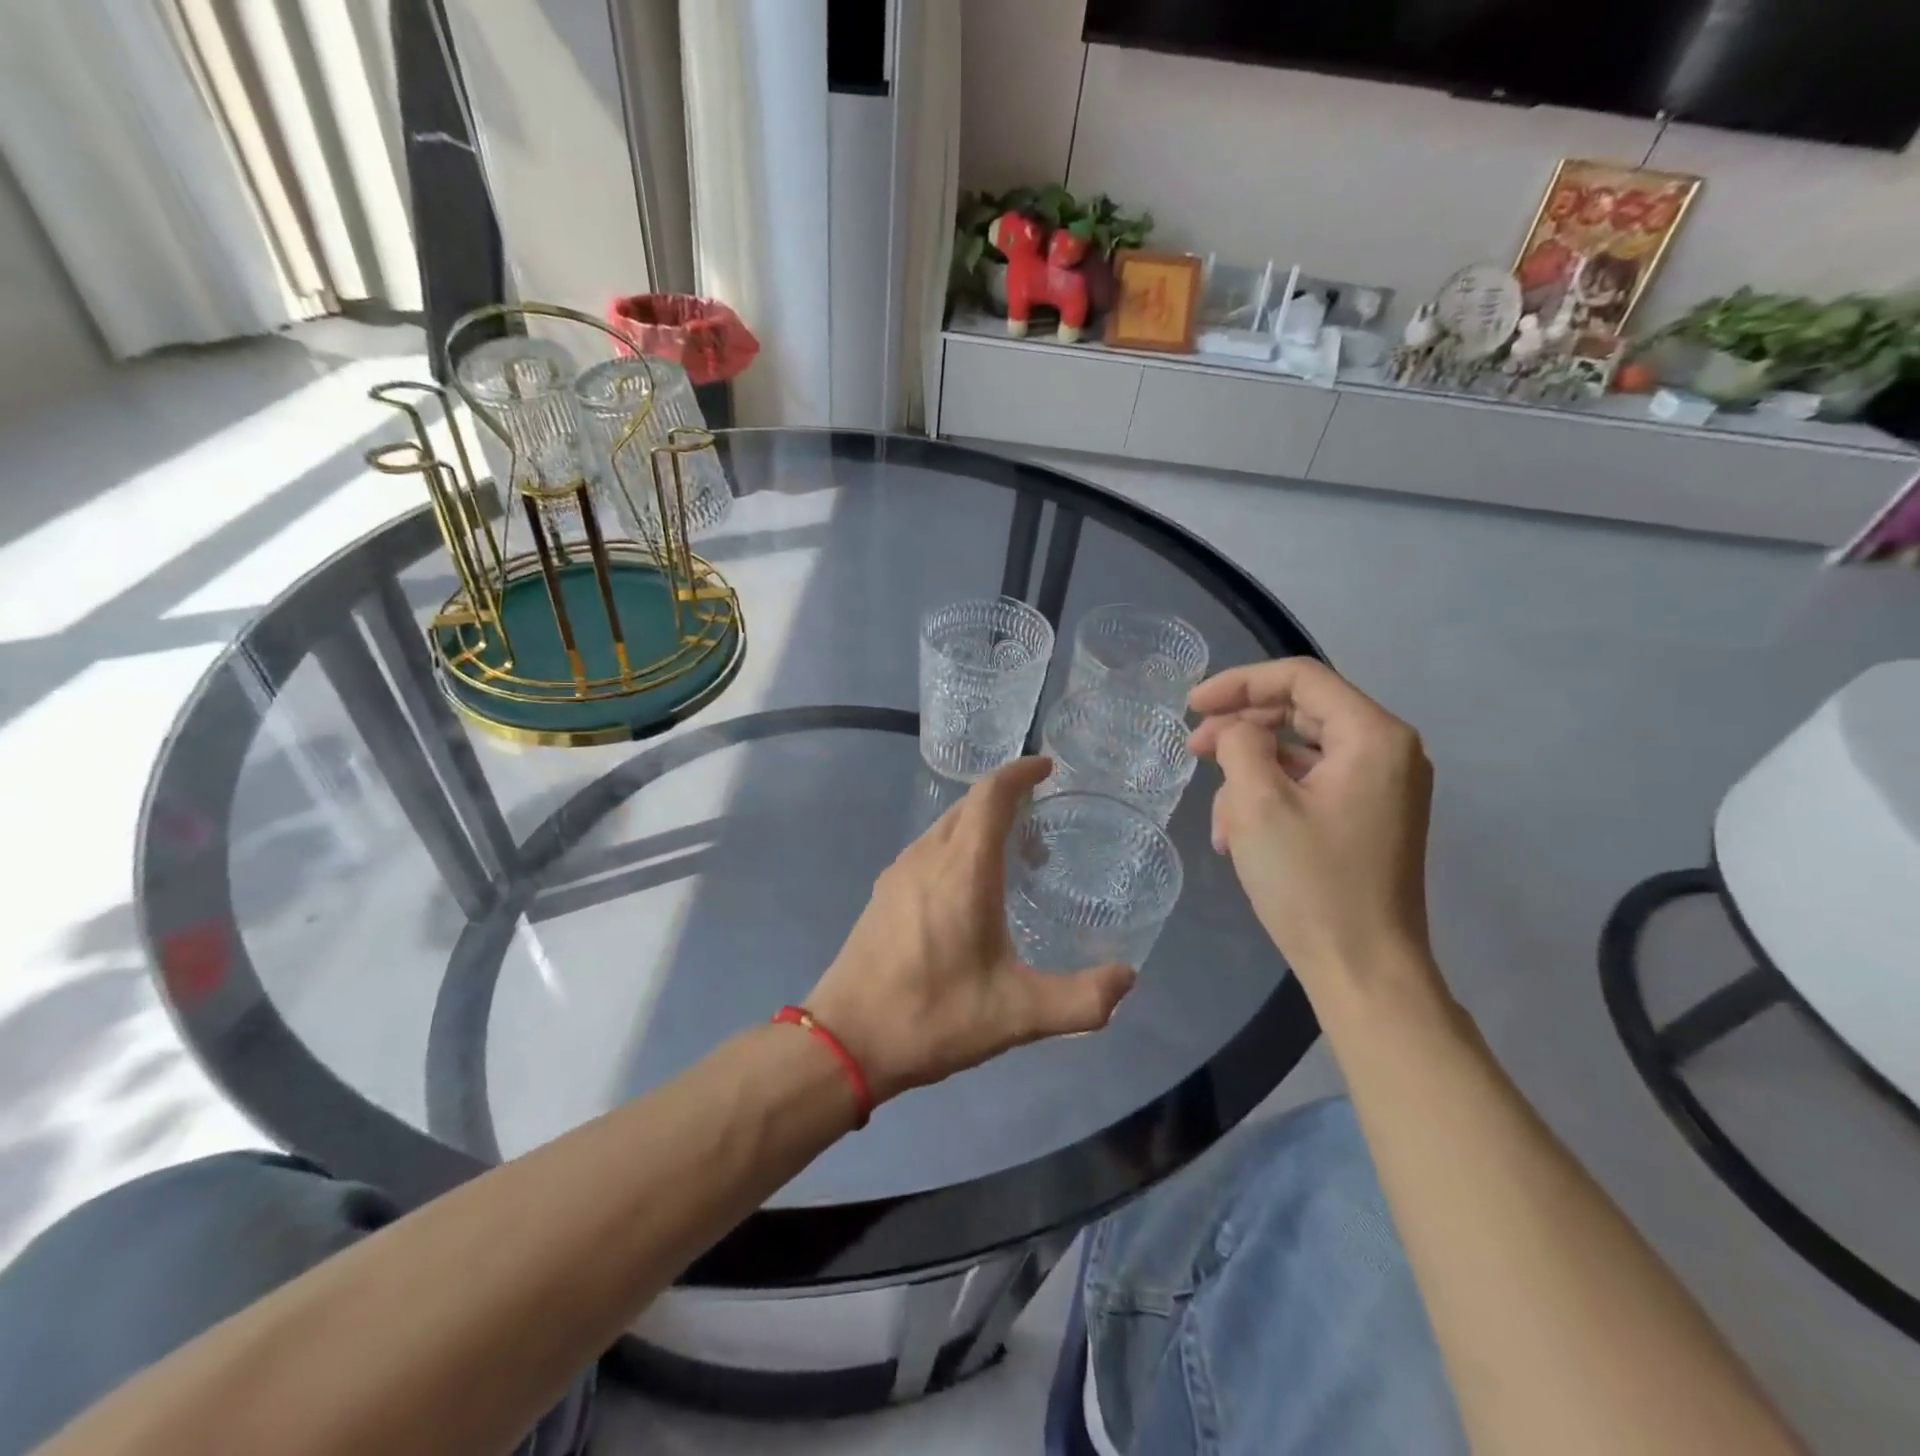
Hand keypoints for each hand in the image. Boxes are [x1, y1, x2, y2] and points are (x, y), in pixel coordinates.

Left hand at [805, 758, 1136, 1102]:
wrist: (845, 1040)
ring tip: (1015, 862)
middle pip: (969, 804)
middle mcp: (927, 856)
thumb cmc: (932, 1016)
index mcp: (962, 868)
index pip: (991, 794)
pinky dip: (959, 847)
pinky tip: (971, 892)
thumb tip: (1128, 978)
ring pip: (947, 826)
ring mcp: (899, 872)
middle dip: (1008, 801)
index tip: (1048, 768)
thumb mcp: (1017, 1015)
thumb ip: (1081, 1000)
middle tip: (1043, 828)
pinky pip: (930, 848)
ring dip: (981, 826)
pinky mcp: (884, 892)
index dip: (1020, 772)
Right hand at [1188, 659, 1436, 1000]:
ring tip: (1218, 820)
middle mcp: (1388, 752)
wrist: (1363, 971)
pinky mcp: (1368, 818)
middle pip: (1301, 712)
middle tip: (1193, 750)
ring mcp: (1381, 788)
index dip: (1239, 683)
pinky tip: (1238, 836)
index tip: (1191, 706)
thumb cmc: (1310, 882)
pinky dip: (1271, 799)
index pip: (1300, 678)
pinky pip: (1311, 787)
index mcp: (1374, 736)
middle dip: (1241, 730)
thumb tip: (1238, 733)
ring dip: (1250, 776)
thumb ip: (1241, 744)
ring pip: (1299, 754)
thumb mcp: (1259, 804)